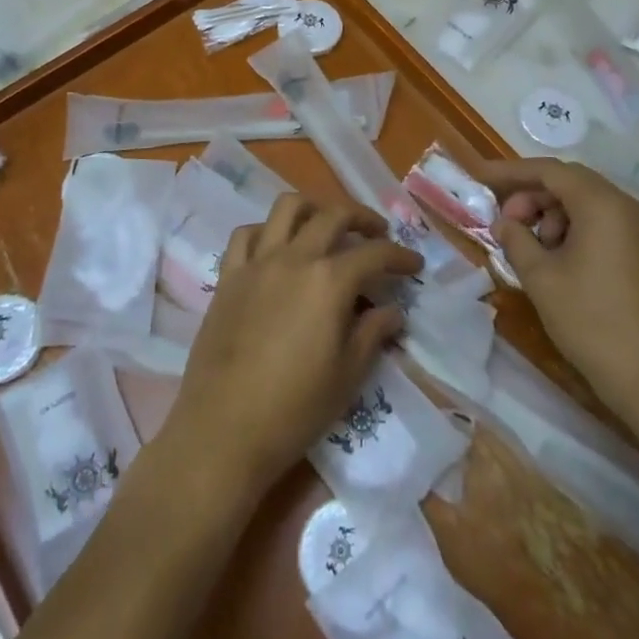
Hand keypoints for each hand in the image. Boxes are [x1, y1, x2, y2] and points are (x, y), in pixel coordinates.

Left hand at [163, 194, 422, 498]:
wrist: (223, 430)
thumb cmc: (294, 409)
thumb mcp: (347, 376)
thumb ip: (372, 334)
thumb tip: (392, 311)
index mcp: (329, 281)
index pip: (374, 254)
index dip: (400, 256)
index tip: (414, 265)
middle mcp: (294, 258)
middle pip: (333, 215)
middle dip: (362, 218)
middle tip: (377, 235)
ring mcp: (257, 263)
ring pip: (286, 208)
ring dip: (312, 208)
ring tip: (325, 226)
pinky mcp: (228, 276)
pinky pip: (245, 235)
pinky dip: (265, 231)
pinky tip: (275, 248)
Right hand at [472, 157, 638, 430]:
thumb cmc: (595, 324)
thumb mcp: (542, 279)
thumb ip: (516, 240)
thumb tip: (505, 223)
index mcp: (604, 205)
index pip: (550, 171)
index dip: (511, 172)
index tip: (480, 178)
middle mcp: (628, 208)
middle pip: (570, 184)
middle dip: (531, 197)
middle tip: (505, 224)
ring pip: (587, 205)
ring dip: (552, 217)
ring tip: (531, 251)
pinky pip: (604, 226)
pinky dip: (574, 232)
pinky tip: (558, 264)